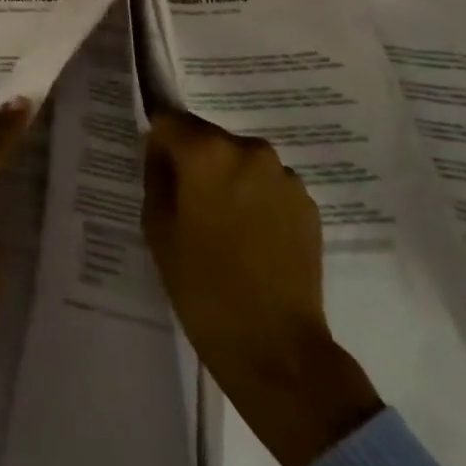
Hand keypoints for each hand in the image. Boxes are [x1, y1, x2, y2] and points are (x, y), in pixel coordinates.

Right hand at [143, 108, 381, 465]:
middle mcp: (250, 150)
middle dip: (193, 160)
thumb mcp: (157, 226)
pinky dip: (254, 198)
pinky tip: (250, 238)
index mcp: (207, 152)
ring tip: (222, 226)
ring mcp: (285, 177)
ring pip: (239, 160)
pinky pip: (267, 184)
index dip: (158, 142)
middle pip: (207, 137)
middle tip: (187, 204)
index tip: (156, 171)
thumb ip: (156, 175)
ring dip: (226, 178)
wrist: (275, 346)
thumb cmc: (201, 284)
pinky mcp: (308, 204)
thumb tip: (161, 151)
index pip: (169, 120)